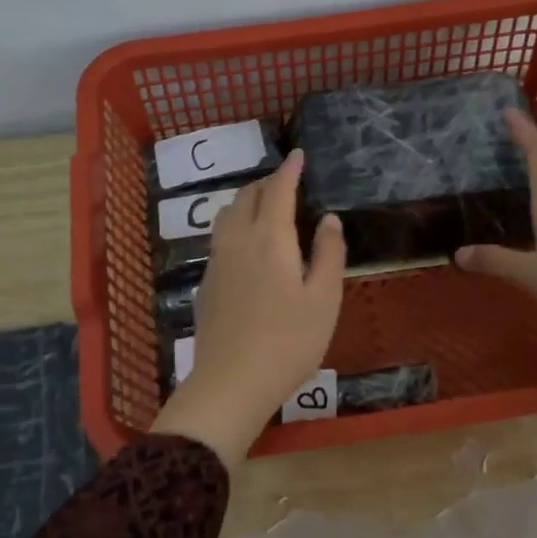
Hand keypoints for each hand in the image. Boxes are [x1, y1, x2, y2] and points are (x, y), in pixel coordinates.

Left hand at [151, 149, 346, 464]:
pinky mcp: (206, 284)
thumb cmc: (289, 341)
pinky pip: (220, 239)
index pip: (278, 190)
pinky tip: (247, 247)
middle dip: (266, 183)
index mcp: (270, 239)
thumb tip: (328, 219)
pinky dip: (235, 226)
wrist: (232, 383)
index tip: (298, 154)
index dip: (289, 169)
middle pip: (246, 198)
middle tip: (285, 181)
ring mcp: (217, 262)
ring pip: (226, 216)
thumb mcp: (324, 299)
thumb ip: (329, 254)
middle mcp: (237, 241)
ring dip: (246, 202)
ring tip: (264, 208)